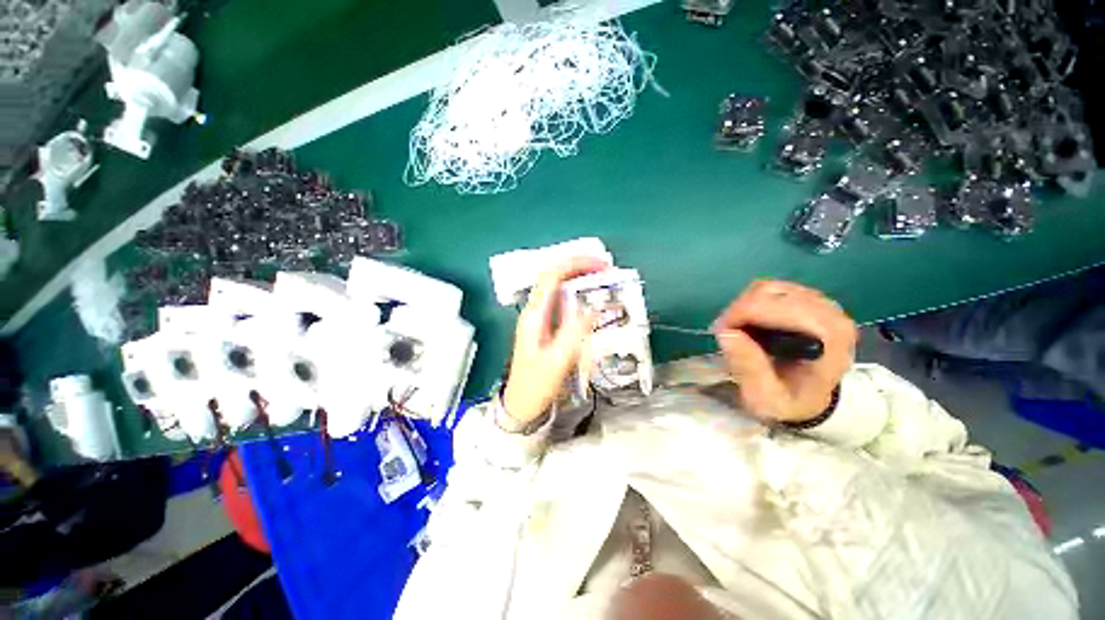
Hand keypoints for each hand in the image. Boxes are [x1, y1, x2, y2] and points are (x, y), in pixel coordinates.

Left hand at [502, 257, 606, 427]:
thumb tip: (594, 307)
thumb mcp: (558, 361)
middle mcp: (535, 311)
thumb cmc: (536, 385)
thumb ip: (575, 332)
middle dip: (579, 267)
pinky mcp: (546, 326)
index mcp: (534, 315)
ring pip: (558, 287)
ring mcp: (539, 318)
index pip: (551, 276)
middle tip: (606, 270)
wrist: (521, 404)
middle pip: (554, 276)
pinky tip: (592, 299)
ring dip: (579, 279)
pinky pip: (562, 302)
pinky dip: (578, 295)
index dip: (575, 264)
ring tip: (603, 280)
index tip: (600, 266)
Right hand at [713, 280, 856, 423]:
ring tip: (736, 328)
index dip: (740, 315)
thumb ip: (750, 367)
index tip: (721, 333)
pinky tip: (750, 322)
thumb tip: (727, 332)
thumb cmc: (790, 401)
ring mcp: (821, 302)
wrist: (812, 400)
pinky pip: (772, 290)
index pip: (775, 307)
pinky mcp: (809, 300)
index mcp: (828, 336)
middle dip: (738, 310)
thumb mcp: (766, 397)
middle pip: (769, 293)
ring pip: (767, 288)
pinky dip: (752, 303)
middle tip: (724, 332)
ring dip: (743, 306)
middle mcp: (829, 312)